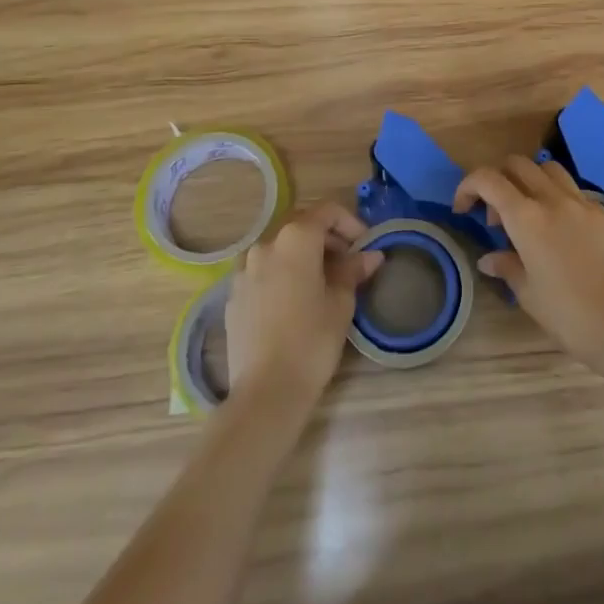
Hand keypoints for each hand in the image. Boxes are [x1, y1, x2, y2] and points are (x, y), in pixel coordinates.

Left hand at [226, 204, 382, 409]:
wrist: (266, 391)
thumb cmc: (312, 340)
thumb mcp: (341, 302)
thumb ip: (353, 271)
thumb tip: (370, 256)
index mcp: (295, 239)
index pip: (326, 211)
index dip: (349, 222)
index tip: (363, 245)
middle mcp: (265, 245)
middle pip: (300, 225)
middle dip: (326, 237)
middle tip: (347, 262)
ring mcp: (244, 270)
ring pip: (279, 248)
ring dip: (303, 255)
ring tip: (322, 282)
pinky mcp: (233, 295)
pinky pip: (263, 271)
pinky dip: (282, 274)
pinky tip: (294, 302)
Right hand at [455, 156, 603, 372]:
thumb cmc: (570, 316)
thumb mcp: (529, 295)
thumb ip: (507, 267)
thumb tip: (489, 258)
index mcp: (527, 219)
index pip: (489, 180)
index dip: (468, 186)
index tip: (463, 208)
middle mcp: (553, 200)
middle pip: (518, 164)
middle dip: (499, 181)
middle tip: (497, 218)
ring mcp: (583, 203)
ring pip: (549, 169)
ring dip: (530, 181)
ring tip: (529, 215)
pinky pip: (574, 191)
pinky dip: (558, 198)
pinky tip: (561, 232)